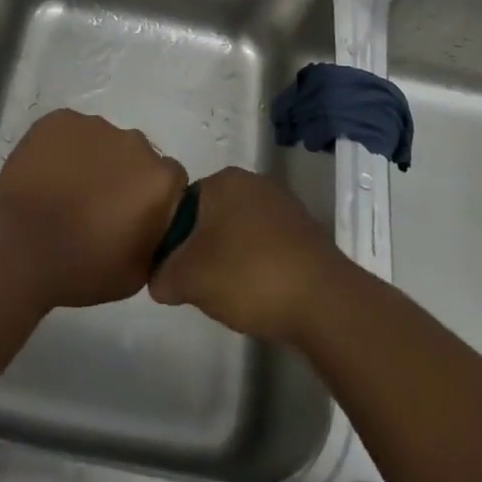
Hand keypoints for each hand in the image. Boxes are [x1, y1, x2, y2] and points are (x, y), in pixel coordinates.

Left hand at [0, 109, 186, 310]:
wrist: (19, 246)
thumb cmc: (82, 267)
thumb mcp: (137, 273)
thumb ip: (157, 240)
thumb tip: (154, 225)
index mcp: (158, 179)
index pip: (170, 179)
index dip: (153, 198)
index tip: (133, 216)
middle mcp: (134, 142)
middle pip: (136, 155)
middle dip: (123, 175)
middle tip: (97, 205)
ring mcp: (94, 126)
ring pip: (102, 141)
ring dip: (93, 160)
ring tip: (66, 191)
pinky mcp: (60, 119)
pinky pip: (70, 132)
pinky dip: (63, 148)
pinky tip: (47, 175)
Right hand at [147, 166, 341, 343]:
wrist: (322, 301)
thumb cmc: (248, 275)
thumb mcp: (189, 279)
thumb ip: (164, 275)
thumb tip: (159, 279)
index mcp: (224, 180)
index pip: (183, 205)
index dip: (174, 241)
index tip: (176, 272)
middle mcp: (253, 182)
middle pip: (213, 217)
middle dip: (204, 250)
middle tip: (200, 286)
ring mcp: (283, 205)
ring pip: (241, 232)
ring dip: (232, 259)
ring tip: (231, 295)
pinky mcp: (305, 232)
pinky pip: (268, 245)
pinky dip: (259, 266)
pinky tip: (259, 294)